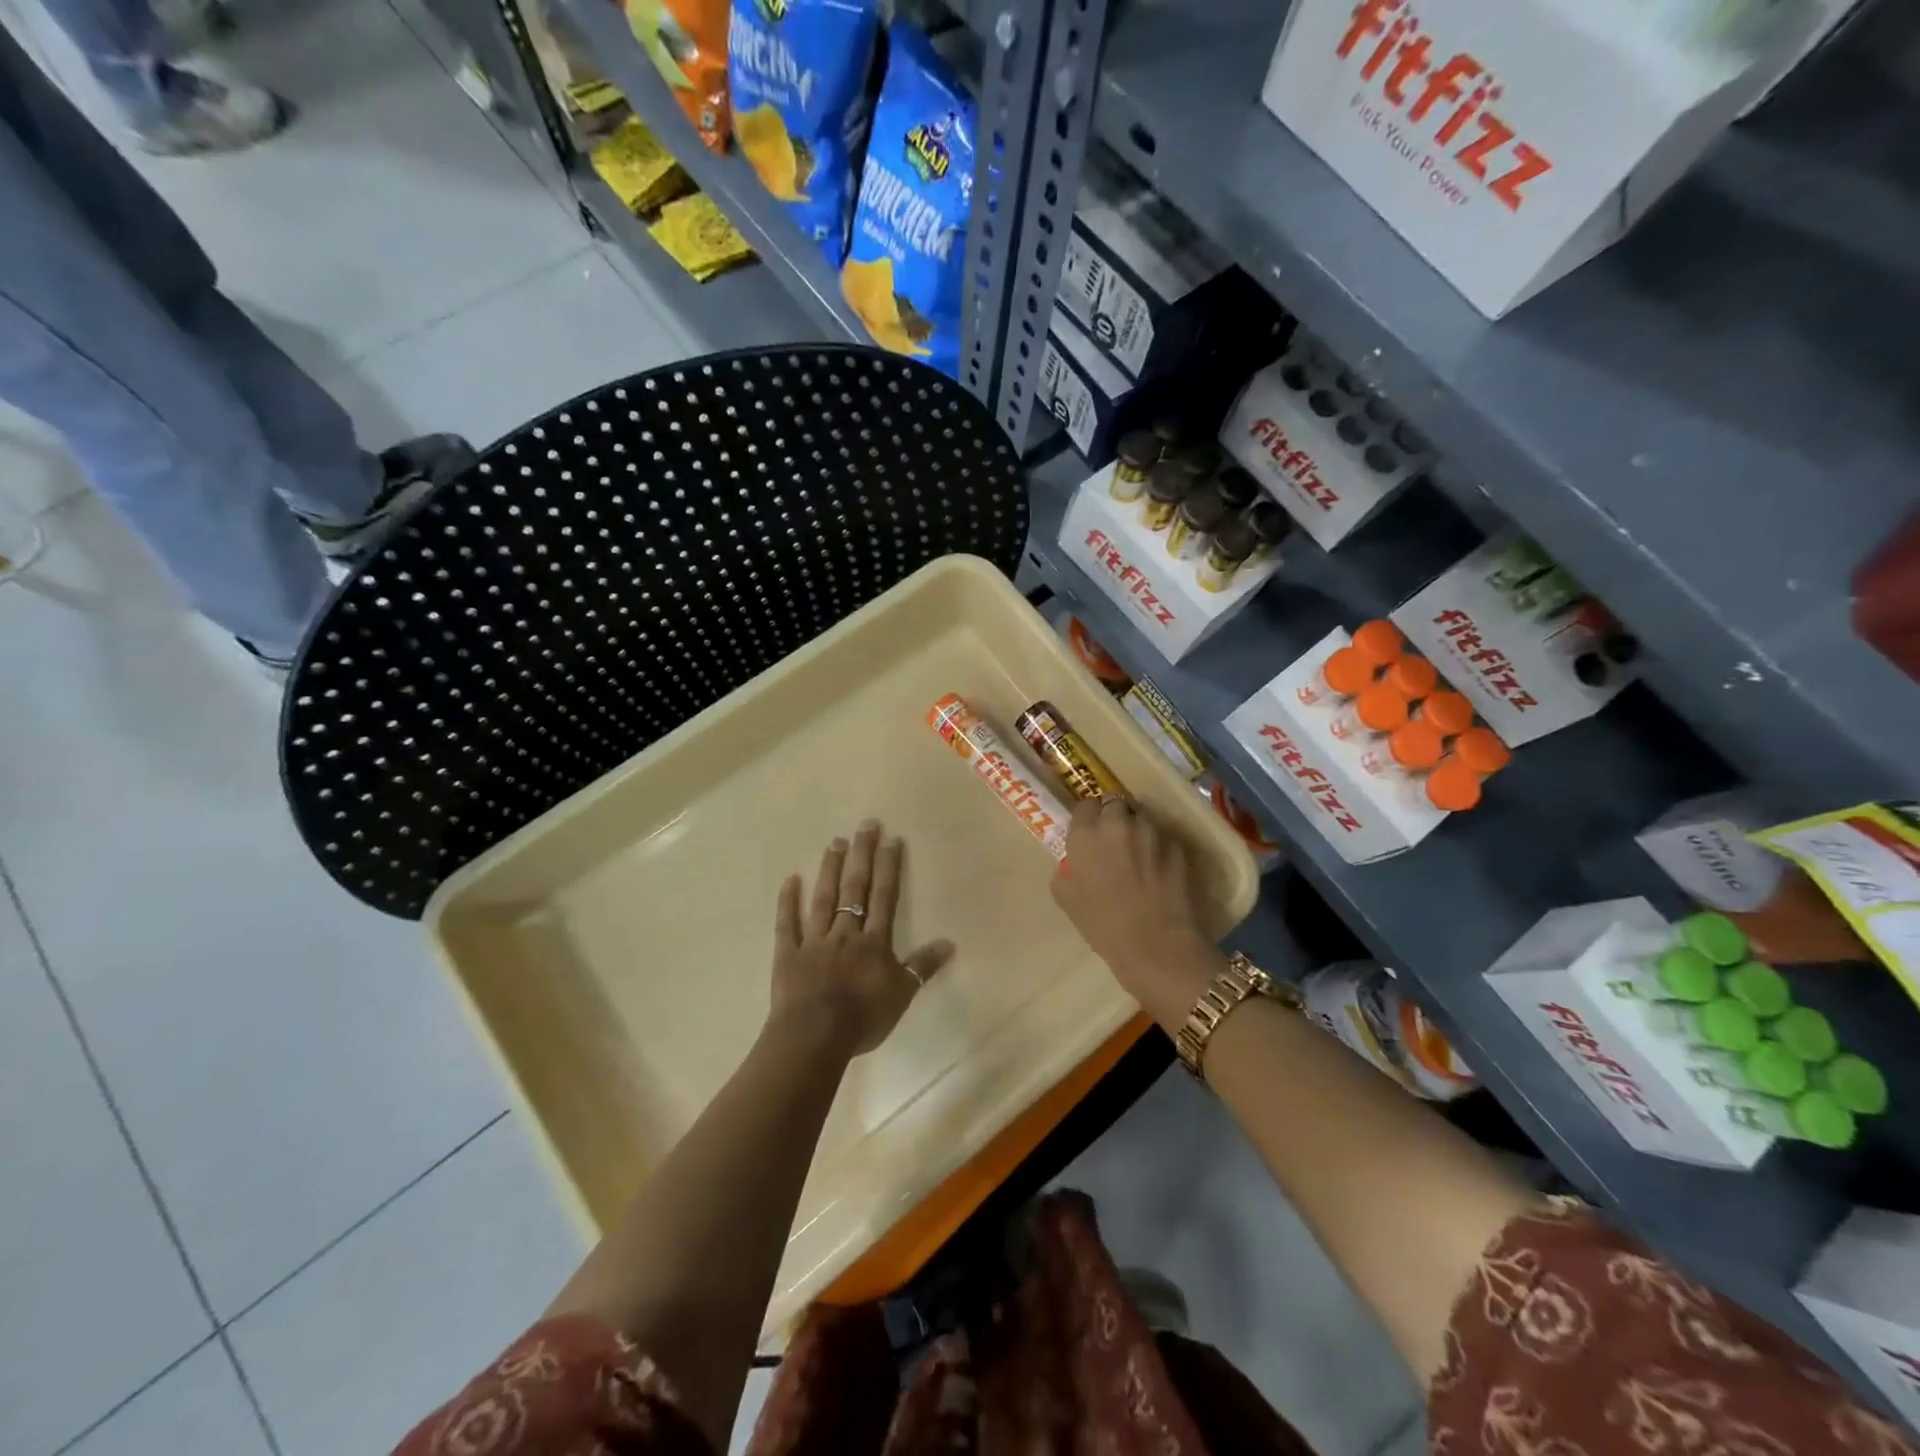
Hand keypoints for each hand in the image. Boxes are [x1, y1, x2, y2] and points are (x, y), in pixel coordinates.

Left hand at [769, 821, 955, 1057]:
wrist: (814, 1037)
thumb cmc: (863, 1018)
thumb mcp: (902, 995)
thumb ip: (923, 967)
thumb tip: (950, 942)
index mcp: (874, 942)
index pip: (884, 897)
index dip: (888, 867)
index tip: (890, 839)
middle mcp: (845, 932)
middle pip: (855, 888)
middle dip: (862, 855)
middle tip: (865, 825)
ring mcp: (815, 941)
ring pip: (824, 899)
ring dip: (830, 870)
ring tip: (835, 842)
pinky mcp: (789, 954)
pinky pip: (788, 924)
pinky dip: (788, 902)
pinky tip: (790, 880)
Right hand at [1051, 800, 1218, 1026]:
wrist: (1156, 945)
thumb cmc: (1104, 926)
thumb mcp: (1066, 899)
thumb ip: (1066, 870)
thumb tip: (1073, 863)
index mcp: (1086, 834)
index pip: (1085, 805)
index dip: (1088, 818)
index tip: (1090, 834)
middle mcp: (1118, 823)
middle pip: (1115, 804)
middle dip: (1114, 818)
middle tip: (1114, 842)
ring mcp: (1151, 832)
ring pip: (1142, 817)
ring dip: (1138, 829)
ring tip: (1139, 854)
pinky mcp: (1177, 845)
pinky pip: (1163, 837)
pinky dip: (1159, 847)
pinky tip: (1159, 870)